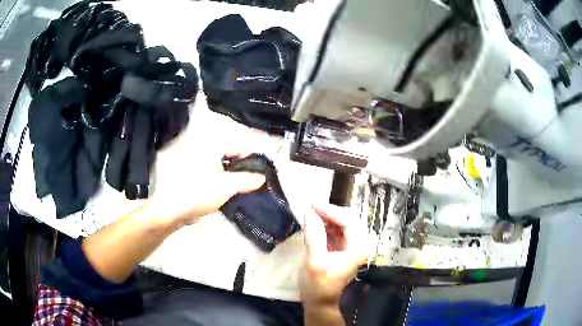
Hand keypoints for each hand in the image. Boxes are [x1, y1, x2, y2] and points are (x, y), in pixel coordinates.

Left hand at [151, 150, 264, 227]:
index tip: (265, 163)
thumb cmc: (200, 192)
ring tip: (247, 185)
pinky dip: (224, 179)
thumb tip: (262, 178)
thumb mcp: (228, 186)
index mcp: (212, 145)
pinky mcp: (193, 175)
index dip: (254, 153)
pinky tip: (231, 190)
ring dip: (235, 173)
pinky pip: (214, 173)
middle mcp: (203, 149)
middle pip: (230, 154)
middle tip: (258, 176)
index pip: (239, 144)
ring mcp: (197, 162)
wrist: (173, 209)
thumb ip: (247, 180)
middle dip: (245, 165)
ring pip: (222, 165)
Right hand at [300, 204, 367, 308]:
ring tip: (311, 213)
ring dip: (327, 217)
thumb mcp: (314, 261)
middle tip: (311, 207)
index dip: (331, 210)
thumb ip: (313, 235)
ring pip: (342, 222)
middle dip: (330, 211)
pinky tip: (314, 223)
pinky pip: (336, 230)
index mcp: (357, 248)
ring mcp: (351, 246)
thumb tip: (308, 212)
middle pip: (349, 219)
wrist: (319, 302)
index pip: (349, 221)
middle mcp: (359, 244)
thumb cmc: (318, 285)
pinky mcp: (342, 248)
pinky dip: (325, 224)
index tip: (312, 205)